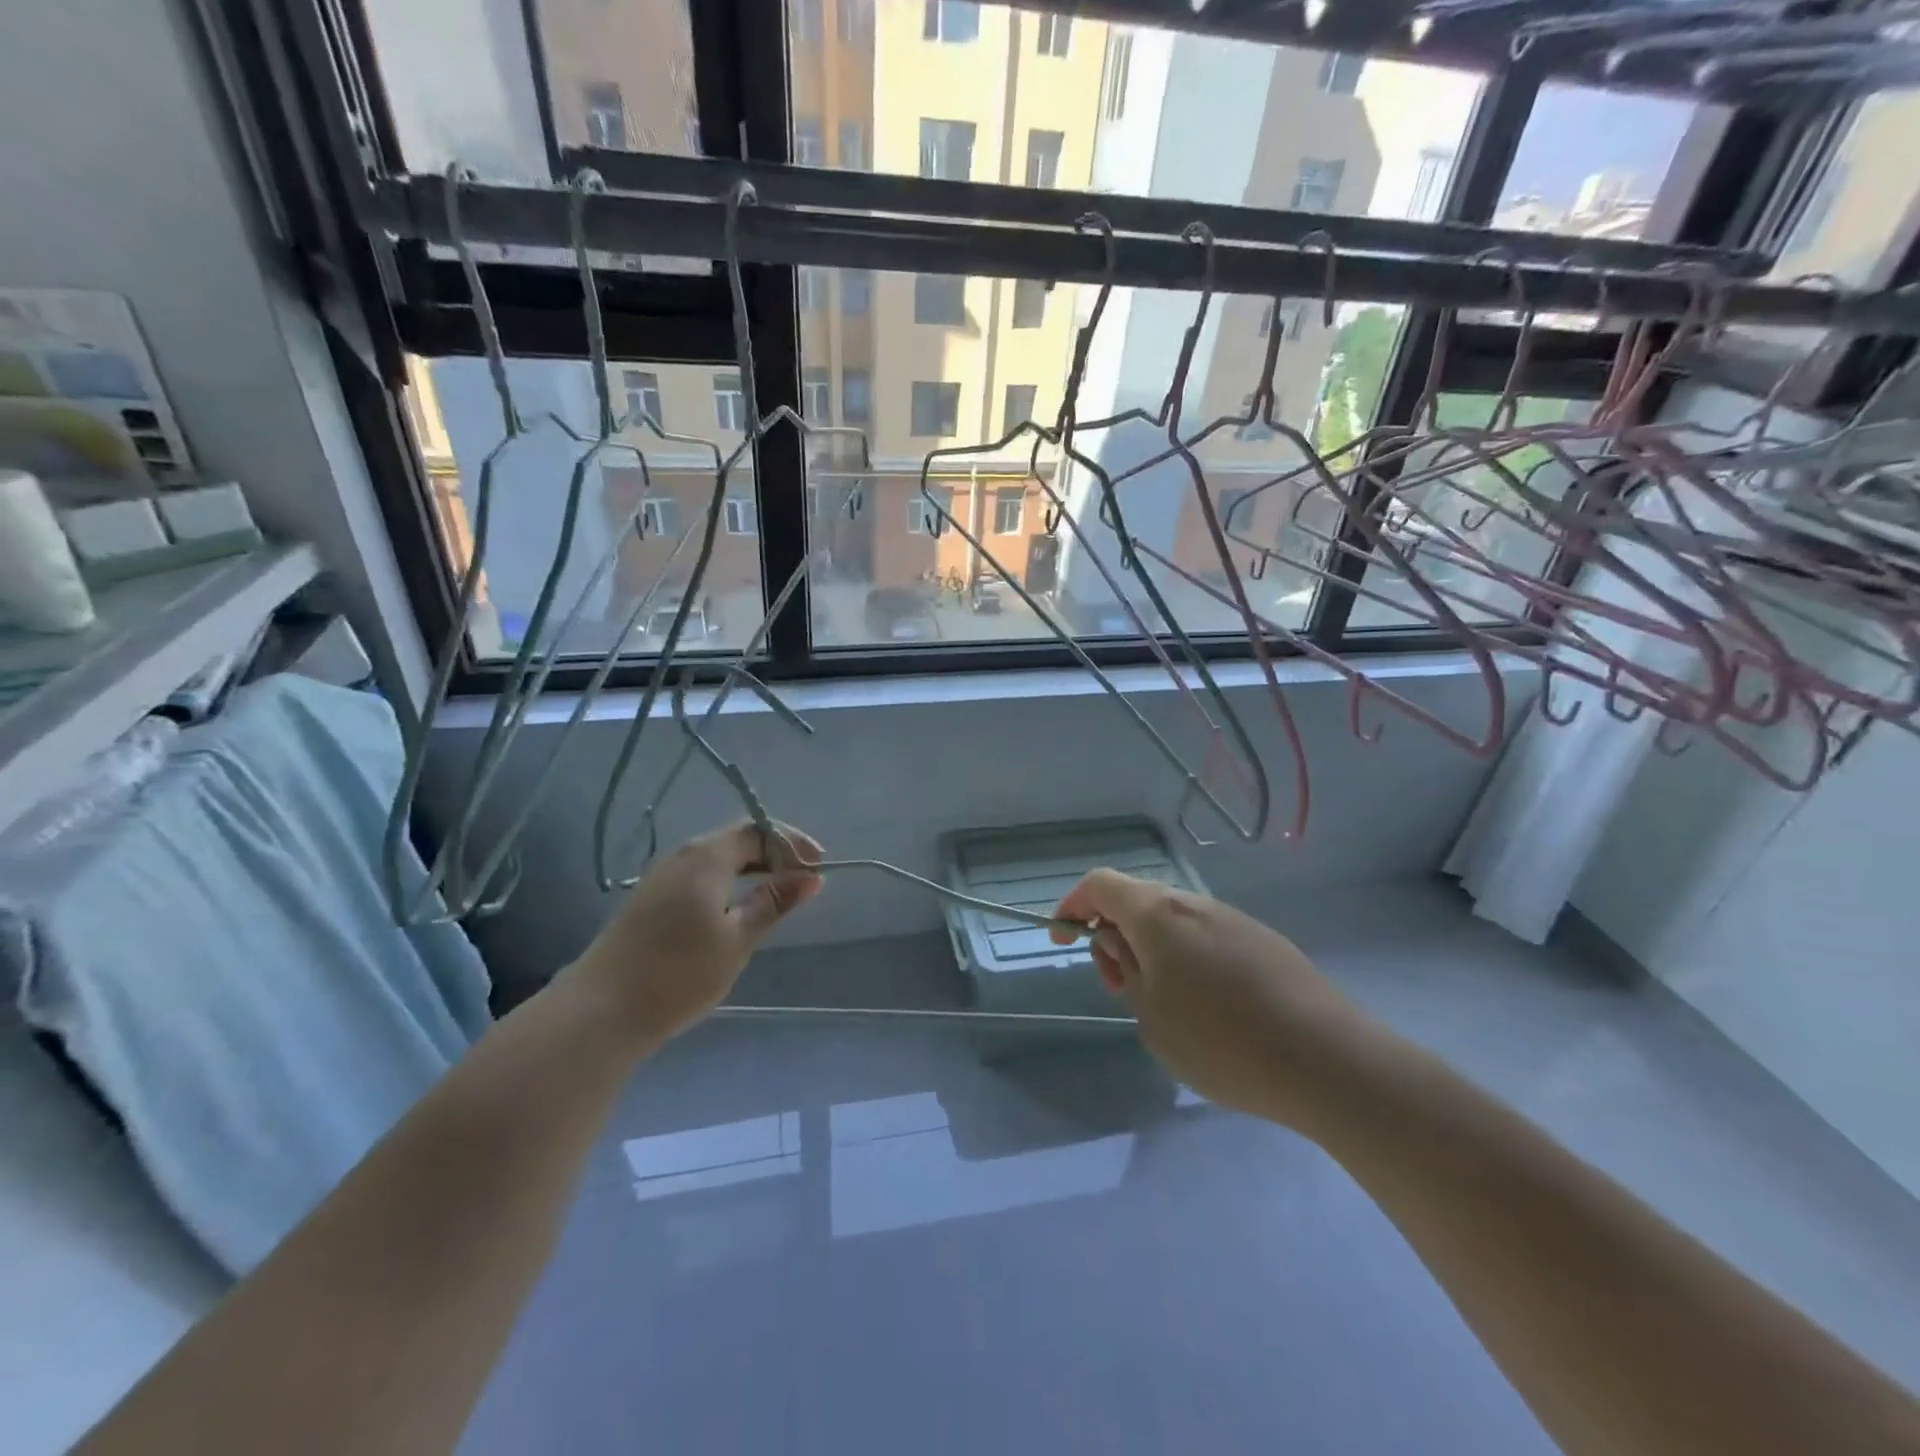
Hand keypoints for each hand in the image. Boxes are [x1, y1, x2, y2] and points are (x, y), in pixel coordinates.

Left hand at [570, 820, 823, 1046]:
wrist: (600, 1011)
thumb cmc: (679, 974)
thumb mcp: (737, 940)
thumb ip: (774, 902)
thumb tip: (811, 877)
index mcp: (706, 857)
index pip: (758, 831)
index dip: (792, 844)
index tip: (818, 867)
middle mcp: (682, 856)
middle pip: (736, 839)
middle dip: (774, 854)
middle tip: (803, 880)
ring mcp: (661, 877)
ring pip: (717, 858)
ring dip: (751, 868)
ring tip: (777, 894)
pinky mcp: (649, 899)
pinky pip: (699, 875)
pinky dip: (728, 882)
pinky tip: (737, 909)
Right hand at [1050, 871, 1359, 1130]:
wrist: (1327, 1059)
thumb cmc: (1221, 1041)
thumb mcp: (1151, 1016)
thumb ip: (1126, 972)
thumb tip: (1122, 947)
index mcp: (1157, 913)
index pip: (1099, 884)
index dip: (1072, 905)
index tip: (1064, 940)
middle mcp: (1193, 903)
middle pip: (1136, 900)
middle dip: (1113, 934)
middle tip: (1116, 985)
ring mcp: (1232, 918)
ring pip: (1172, 920)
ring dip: (1149, 948)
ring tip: (1159, 1002)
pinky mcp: (1262, 940)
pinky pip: (1205, 936)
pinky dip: (1184, 957)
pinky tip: (1204, 1005)